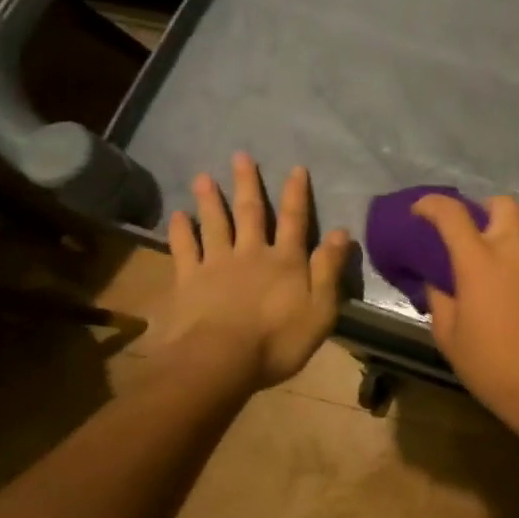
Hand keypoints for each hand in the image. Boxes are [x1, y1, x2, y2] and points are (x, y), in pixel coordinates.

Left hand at [153, 153, 351, 394]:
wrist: (219, 361)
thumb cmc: (278, 340)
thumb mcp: (320, 309)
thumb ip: (328, 269)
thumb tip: (341, 232)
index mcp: (285, 261)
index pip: (295, 220)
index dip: (296, 194)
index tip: (296, 168)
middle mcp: (251, 254)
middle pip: (251, 213)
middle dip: (248, 184)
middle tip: (241, 156)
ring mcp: (217, 265)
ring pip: (215, 224)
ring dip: (211, 200)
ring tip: (203, 176)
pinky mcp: (189, 282)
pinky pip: (184, 250)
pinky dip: (181, 231)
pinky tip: (177, 216)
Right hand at [411, 194, 518, 420]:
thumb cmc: (492, 365)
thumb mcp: (449, 337)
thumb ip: (440, 299)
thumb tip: (438, 281)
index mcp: (479, 262)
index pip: (452, 214)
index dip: (432, 204)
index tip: (422, 211)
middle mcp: (516, 250)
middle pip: (504, 203)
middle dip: (486, 209)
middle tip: (478, 233)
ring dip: (516, 228)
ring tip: (508, 252)